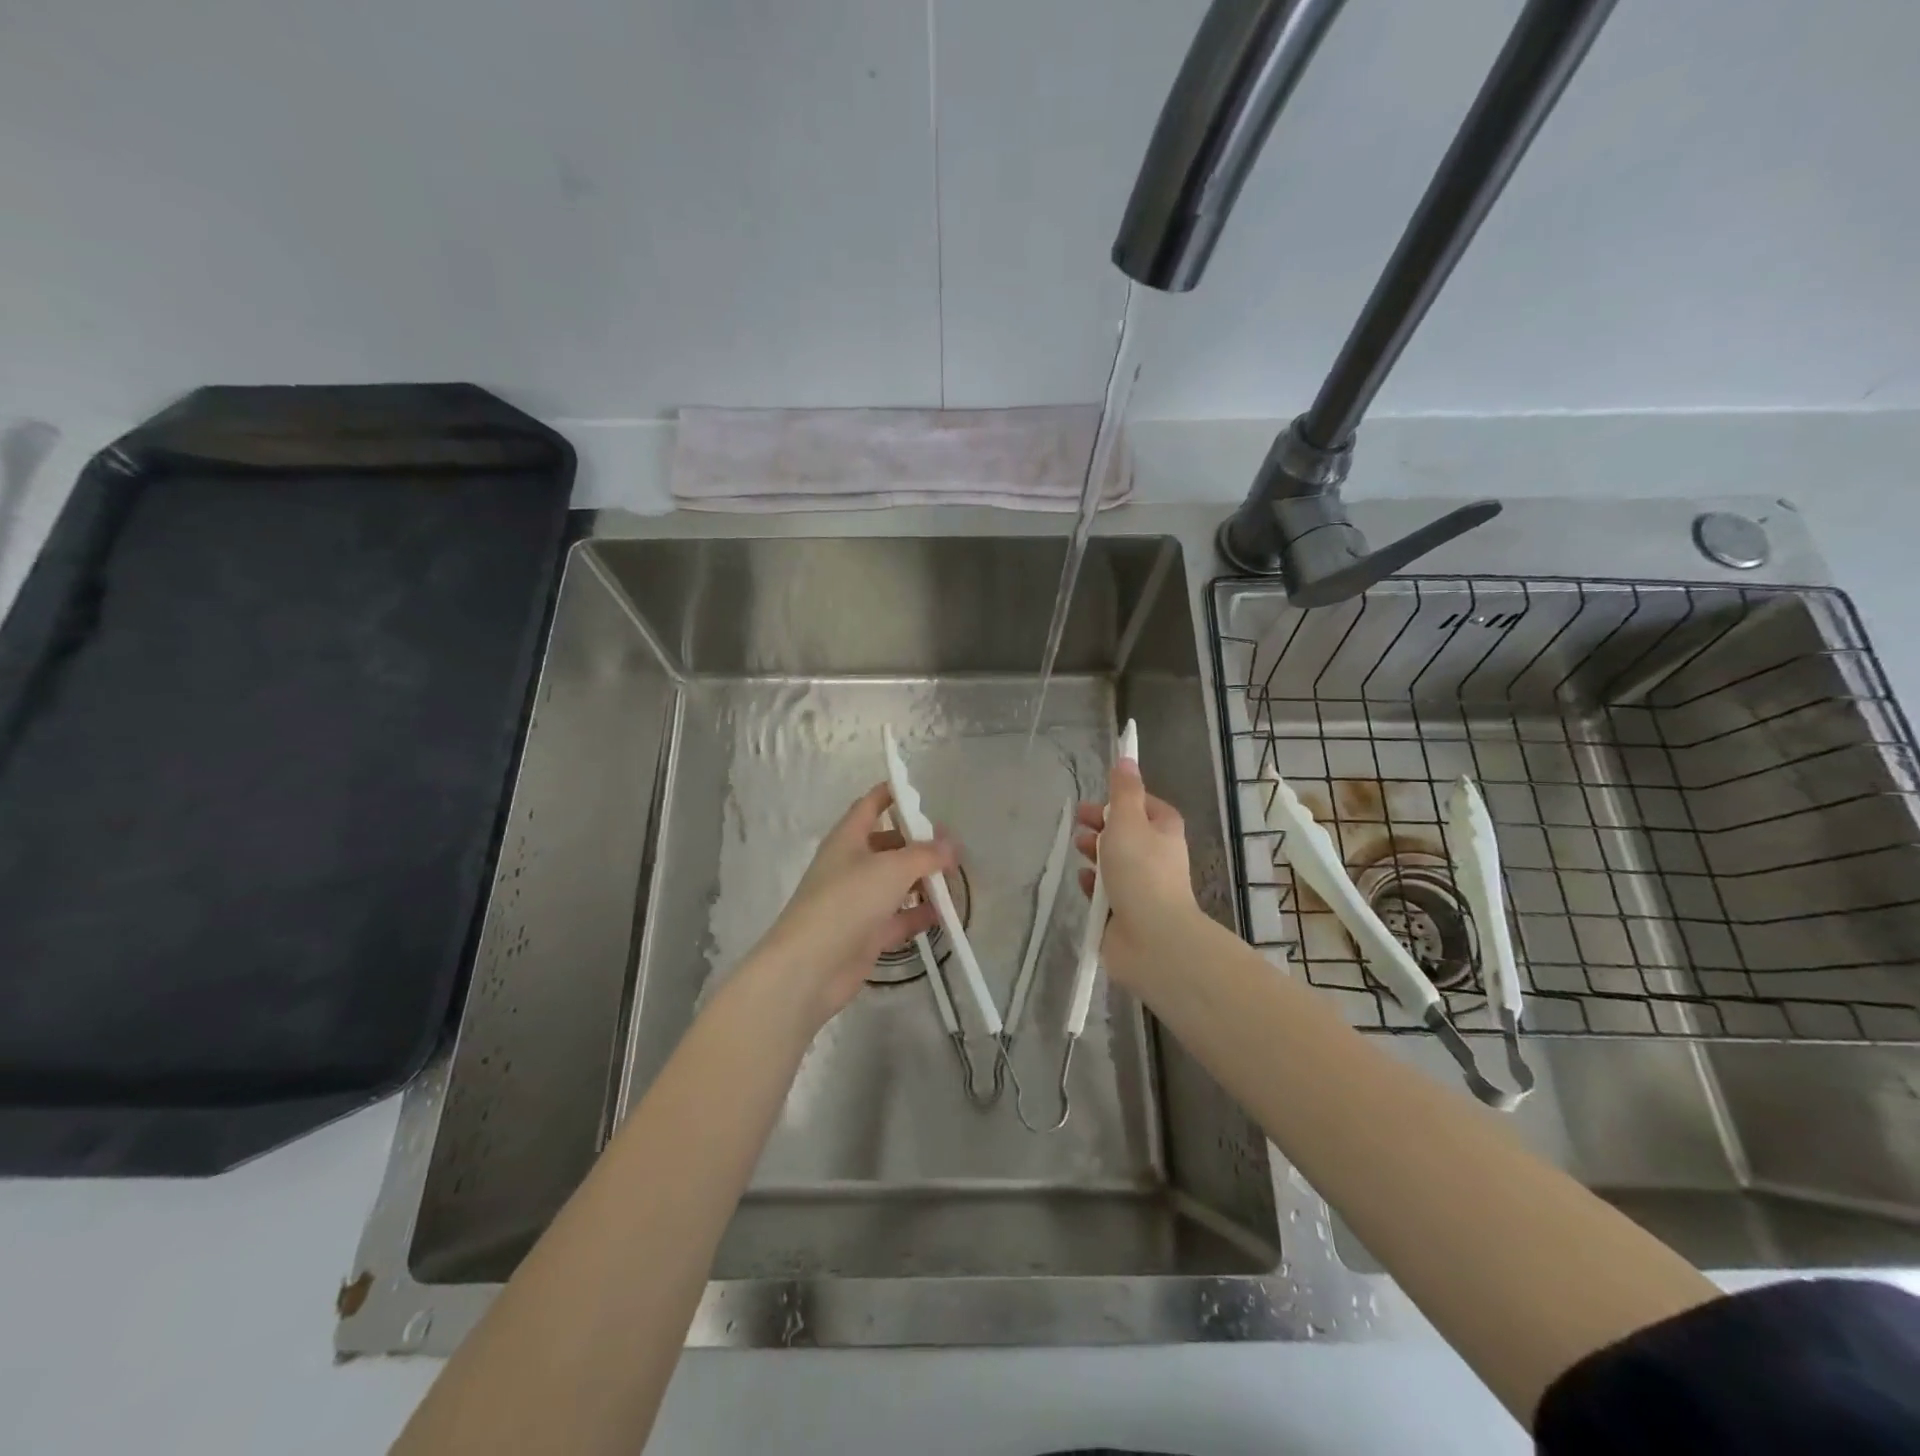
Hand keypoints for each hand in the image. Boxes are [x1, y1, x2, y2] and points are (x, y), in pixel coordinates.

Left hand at [751, 783, 958, 1026]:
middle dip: (918, 843)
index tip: (920, 790)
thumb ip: (925, 854)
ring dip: (922, 881)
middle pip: (888, 845)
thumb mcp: (892, 868)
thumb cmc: (847, 901)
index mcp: (848, 839)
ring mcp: (857, 901)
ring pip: (895, 883)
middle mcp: (851, 865)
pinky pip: (898, 917)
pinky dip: (919, 914)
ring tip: (955, 879)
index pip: (870, 805)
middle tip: (952, 846)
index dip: (892, 794)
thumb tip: (950, 845)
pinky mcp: (866, 934)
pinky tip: (945, 914)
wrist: (810, 966)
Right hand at [1074, 758, 1197, 983]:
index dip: (1122, 800)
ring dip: (1095, 853)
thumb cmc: (1140, 872)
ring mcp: (1143, 885)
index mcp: (1164, 830)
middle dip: (1102, 825)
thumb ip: (1124, 791)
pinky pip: (1106, 890)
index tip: (1098, 799)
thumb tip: (1126, 758)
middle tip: (1078, 821)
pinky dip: (1093, 884)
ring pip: (1114, 861)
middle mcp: (1157, 856)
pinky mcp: (1126, 911)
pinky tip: (1082, 882)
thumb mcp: (1128, 822)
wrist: (1152, 938)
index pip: (1145, 805)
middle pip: (1127, 832)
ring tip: (1077, 849)